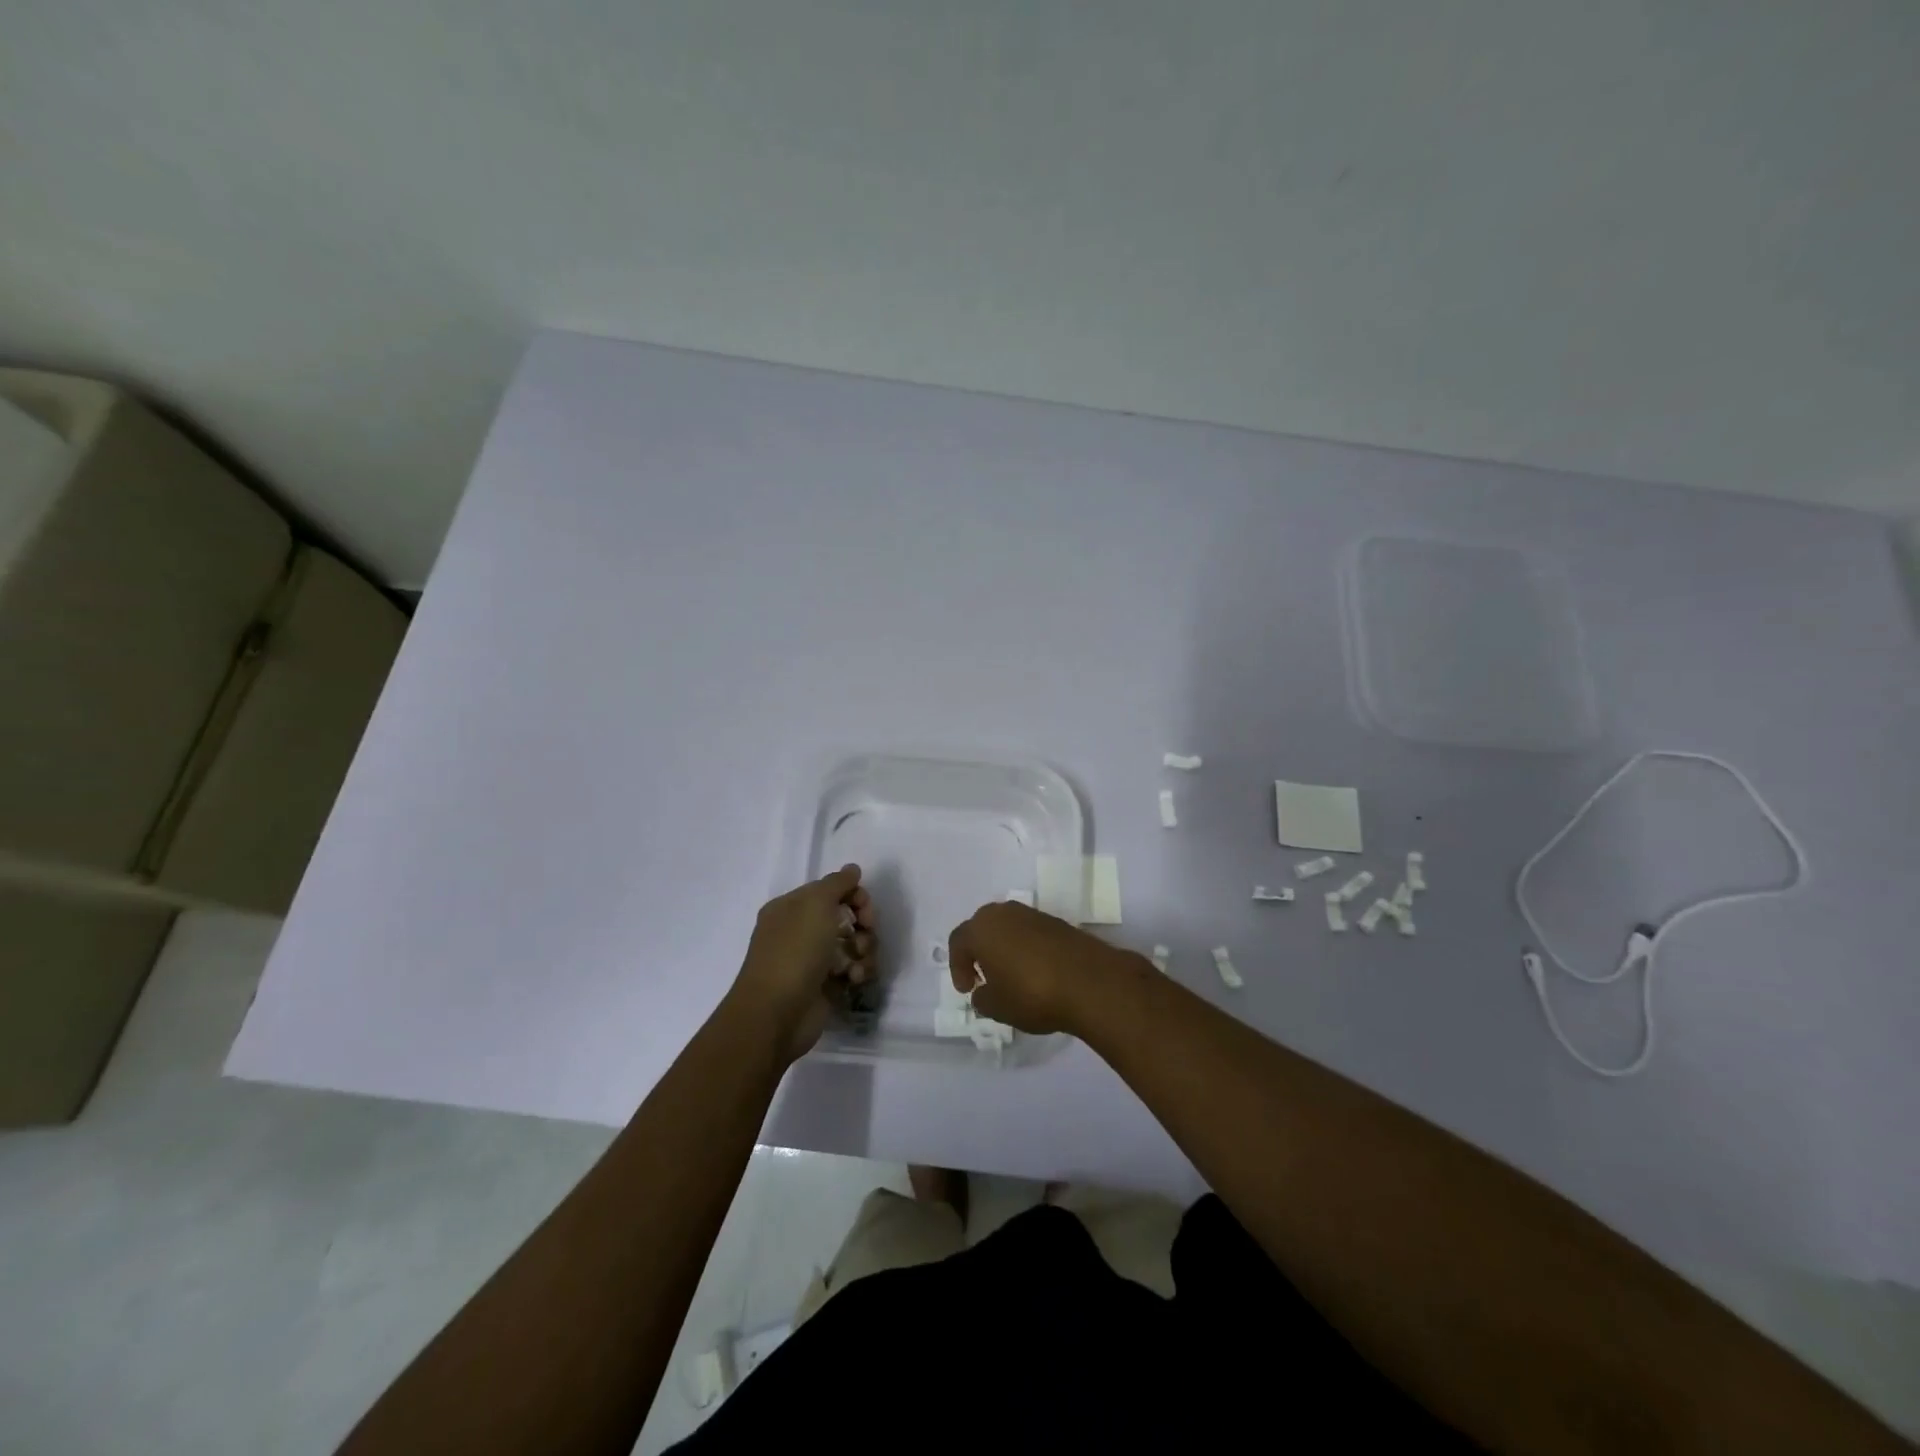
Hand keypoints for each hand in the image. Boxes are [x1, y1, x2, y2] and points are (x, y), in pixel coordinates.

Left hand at [728, 864, 875, 1063]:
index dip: (854, 896)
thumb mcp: (815, 905)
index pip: (831, 890)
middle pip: (846, 917)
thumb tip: (852, 869)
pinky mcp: (826, 987)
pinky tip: (855, 979)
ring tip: (858, 964)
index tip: (866, 909)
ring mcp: (814, 960)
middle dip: (863, 925)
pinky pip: (853, 970)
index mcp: (792, 908)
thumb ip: (838, 883)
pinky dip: (859, 972)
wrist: (776, 1014)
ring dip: (864, 950)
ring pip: (853, 945)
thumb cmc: (794, 952)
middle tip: (865, 934)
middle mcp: (801, 931)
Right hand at [945, 901, 1132, 1034]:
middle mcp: (1004, 913)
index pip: (958, 941)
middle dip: (979, 952)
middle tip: (984, 977)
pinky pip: (1030, 932)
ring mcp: (1032, 914)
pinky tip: (1035, 971)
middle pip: (982, 928)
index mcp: (981, 928)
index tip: (967, 989)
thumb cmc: (1031, 993)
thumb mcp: (997, 1006)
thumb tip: (983, 992)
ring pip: (1007, 928)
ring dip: (1004, 948)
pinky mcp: (1057, 922)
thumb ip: (982, 998)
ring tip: (1011, 975)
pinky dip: (1026, 948)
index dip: (958, 967)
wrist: (1089, 981)